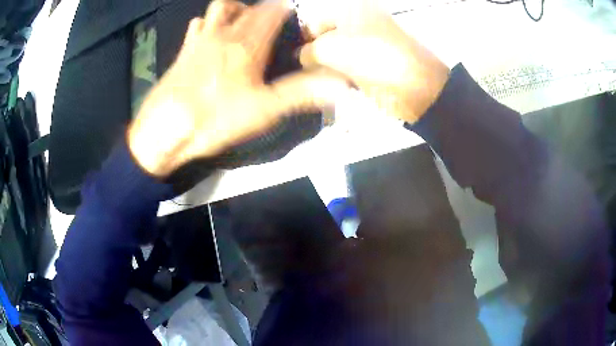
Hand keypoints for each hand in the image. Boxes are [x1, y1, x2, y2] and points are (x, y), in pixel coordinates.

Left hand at [128, 0, 348, 176]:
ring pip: (217, 9)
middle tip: (268, 22)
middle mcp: (223, 33)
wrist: (165, 129)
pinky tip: (208, 37)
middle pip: (243, 6)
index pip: (270, 12)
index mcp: (247, 43)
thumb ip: (301, 93)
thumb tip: (341, 85)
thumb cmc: (215, 118)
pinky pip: (195, 26)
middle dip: (259, 9)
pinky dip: (205, 25)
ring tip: (240, 25)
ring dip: (232, 10)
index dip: (283, 8)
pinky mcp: (182, 52)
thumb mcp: (264, 110)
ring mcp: (199, 40)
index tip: (292, 12)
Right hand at [298, 3, 449, 123]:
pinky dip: (340, 76)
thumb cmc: (373, 57)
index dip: (301, 40)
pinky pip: (349, 67)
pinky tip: (336, 86)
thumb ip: (308, 51)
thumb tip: (303, 58)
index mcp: (349, 9)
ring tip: (320, 81)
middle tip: (305, 73)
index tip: (293, 61)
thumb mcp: (331, 48)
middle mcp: (358, 22)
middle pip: (324, 38)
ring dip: (326, 68)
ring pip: (336, 54)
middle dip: (313, 55)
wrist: (418, 86)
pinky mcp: (374, 63)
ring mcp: (368, 44)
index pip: (312, 21)